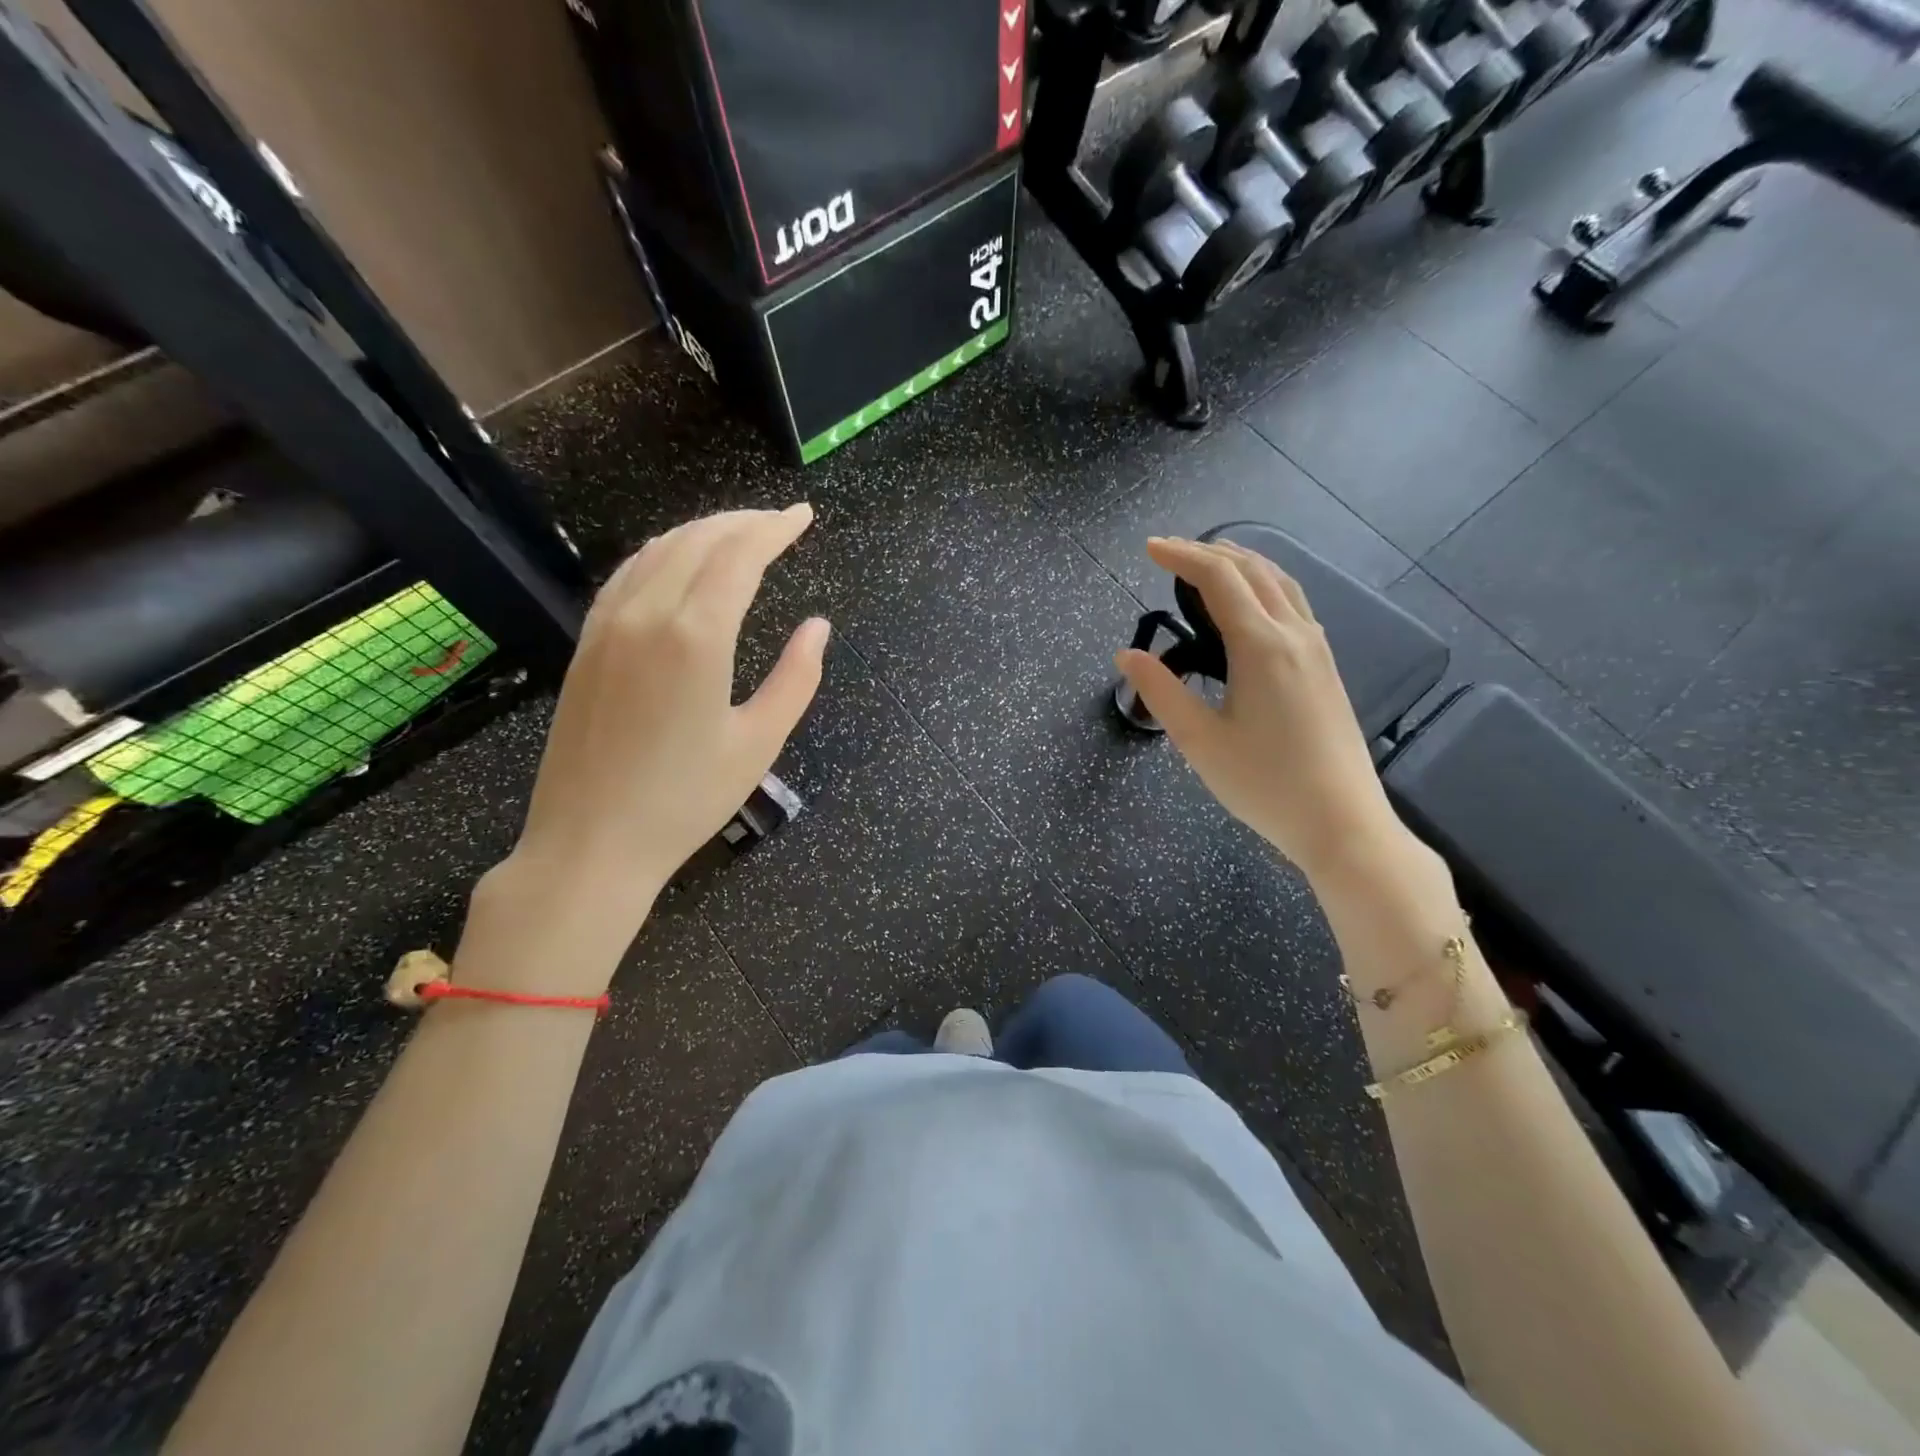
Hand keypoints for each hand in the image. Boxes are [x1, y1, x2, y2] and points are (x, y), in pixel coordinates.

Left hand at [503, 505, 827, 926]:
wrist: (591, 842)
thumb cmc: (686, 800)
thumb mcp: (759, 742)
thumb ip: (796, 678)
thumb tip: (818, 627)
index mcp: (696, 637)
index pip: (739, 556)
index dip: (774, 529)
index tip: (803, 516)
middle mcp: (647, 615)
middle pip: (698, 540)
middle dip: (743, 522)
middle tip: (779, 523)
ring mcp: (608, 626)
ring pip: (658, 550)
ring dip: (702, 531)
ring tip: (738, 534)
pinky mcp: (587, 644)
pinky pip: (627, 575)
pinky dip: (662, 554)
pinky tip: (677, 561)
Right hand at [1115, 536, 1406, 883]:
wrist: (1342, 821)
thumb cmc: (1264, 784)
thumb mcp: (1199, 741)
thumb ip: (1160, 691)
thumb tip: (1126, 654)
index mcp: (1261, 646)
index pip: (1219, 579)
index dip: (1182, 556)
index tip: (1149, 548)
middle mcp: (1294, 634)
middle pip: (1252, 569)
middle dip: (1208, 551)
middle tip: (1169, 551)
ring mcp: (1317, 648)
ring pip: (1280, 581)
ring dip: (1241, 562)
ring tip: (1208, 561)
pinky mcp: (1326, 666)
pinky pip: (1294, 602)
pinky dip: (1265, 583)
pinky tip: (1252, 601)